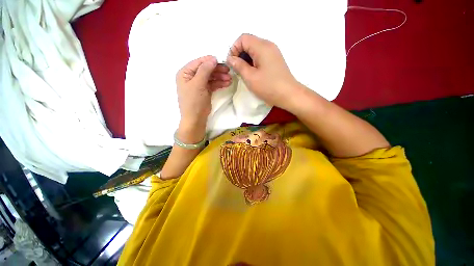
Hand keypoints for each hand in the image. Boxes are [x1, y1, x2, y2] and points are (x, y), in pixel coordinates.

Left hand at [176, 55, 231, 140]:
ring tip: (230, 79)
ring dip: (220, 77)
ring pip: (211, 77)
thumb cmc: (193, 101)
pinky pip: (213, 84)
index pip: (198, 63)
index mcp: (185, 73)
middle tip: (228, 71)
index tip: (221, 61)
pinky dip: (219, 84)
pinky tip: (227, 83)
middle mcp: (191, 77)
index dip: (209, 61)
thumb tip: (213, 58)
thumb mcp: (198, 84)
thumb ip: (205, 70)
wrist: (196, 119)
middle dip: (217, 70)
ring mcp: (199, 84)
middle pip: (206, 70)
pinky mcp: (205, 91)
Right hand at [226, 34, 299, 109]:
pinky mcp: (275, 60)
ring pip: (255, 50)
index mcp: (262, 47)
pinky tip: (253, 73)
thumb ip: (239, 66)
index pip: (243, 38)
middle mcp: (268, 45)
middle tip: (237, 69)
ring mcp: (273, 53)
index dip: (234, 49)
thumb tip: (230, 58)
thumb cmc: (268, 87)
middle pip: (249, 43)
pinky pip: (261, 56)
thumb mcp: (250, 77)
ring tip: (244, 73)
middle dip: (240, 54)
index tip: (232, 63)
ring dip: (246, 59)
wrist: (288, 95)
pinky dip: (253, 62)